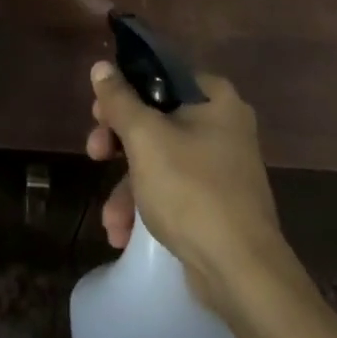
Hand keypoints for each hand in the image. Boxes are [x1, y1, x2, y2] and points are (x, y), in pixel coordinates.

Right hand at [85, 61, 336, 337]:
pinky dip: (150, 206)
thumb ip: (120, 101)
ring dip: (128, 187)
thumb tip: (101, 66)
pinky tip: (125, 235)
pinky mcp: (219, 202)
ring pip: (162, 159)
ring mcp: (224, 165)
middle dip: (120, 145)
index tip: (98, 113)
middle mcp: (224, 124)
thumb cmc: (192, 190)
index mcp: (215, 97)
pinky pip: (175, 191)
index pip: (161, 76)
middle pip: (158, 119)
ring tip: (111, 220)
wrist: (242, 271)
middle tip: (94, 155)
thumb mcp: (146, 139)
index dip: (125, 91)